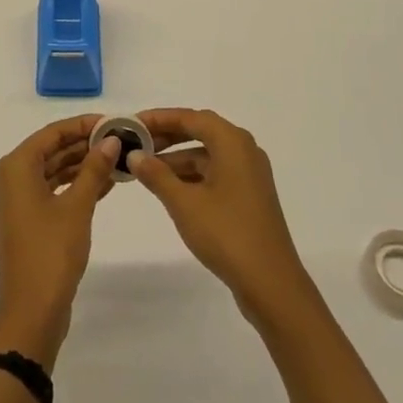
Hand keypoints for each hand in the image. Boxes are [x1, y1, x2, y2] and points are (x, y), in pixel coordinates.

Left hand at [0, 115, 119, 369]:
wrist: (31, 312)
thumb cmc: (51, 252)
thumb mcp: (77, 207)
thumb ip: (94, 169)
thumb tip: (112, 140)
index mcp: (17, 166)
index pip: (53, 132)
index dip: (83, 124)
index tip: (114, 121)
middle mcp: (12, 177)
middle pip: (52, 149)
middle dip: (85, 144)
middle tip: (121, 140)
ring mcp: (18, 200)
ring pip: (54, 170)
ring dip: (83, 165)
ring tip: (118, 160)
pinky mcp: (28, 220)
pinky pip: (53, 190)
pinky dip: (76, 185)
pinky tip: (106, 184)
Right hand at [129, 108, 316, 325]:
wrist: (271, 284)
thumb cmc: (226, 234)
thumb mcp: (183, 203)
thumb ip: (156, 175)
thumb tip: (134, 154)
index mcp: (232, 142)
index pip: (189, 117)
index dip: (159, 118)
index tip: (131, 124)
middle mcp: (244, 150)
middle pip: (200, 131)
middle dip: (167, 136)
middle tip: (136, 143)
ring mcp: (249, 174)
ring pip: (207, 154)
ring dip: (177, 158)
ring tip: (145, 168)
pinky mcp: (249, 196)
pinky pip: (215, 172)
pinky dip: (192, 175)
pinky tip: (169, 188)